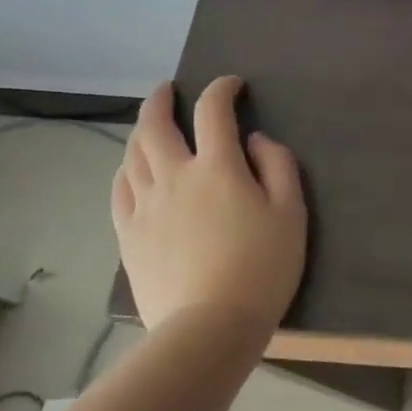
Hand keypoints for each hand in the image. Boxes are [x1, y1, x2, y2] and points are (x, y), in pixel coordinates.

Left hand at [112, 77, 306, 337]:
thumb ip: (278, 166)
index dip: (221, 90)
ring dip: (141, 131)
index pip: (213, 112)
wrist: (210, 325)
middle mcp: (174, 177)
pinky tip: (132, 170)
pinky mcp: (128, 233)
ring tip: (150, 126)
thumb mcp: (291, 213)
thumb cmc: (263, 267)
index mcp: (217, 168)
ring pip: (133, 154)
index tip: (232, 85)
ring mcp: (144, 205)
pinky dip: (126, 168)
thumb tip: (255, 140)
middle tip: (168, 90)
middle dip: (161, 100)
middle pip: (155, 126)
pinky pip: (120, 189)